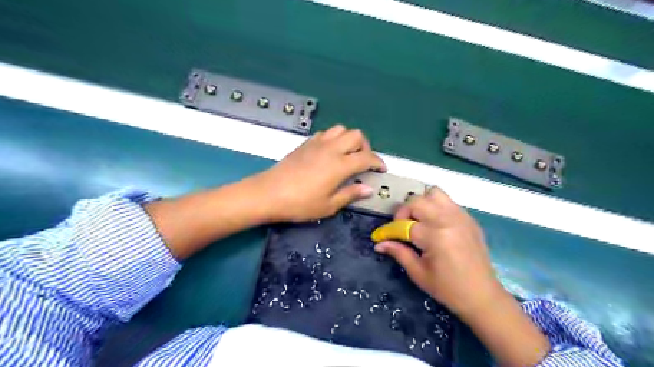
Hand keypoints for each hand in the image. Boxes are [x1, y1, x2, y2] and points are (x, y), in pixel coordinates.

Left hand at [256, 126, 387, 222]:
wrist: (268, 193)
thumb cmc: (300, 203)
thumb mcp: (329, 205)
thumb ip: (350, 194)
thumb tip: (368, 189)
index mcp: (340, 165)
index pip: (366, 157)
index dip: (378, 162)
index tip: (381, 169)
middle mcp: (331, 149)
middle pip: (356, 135)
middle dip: (366, 146)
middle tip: (365, 162)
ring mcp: (317, 143)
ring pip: (341, 129)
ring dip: (350, 139)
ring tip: (348, 154)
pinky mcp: (306, 143)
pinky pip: (326, 133)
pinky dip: (334, 138)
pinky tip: (330, 152)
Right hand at [376, 188, 552, 365]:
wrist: (483, 296)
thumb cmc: (448, 289)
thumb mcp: (418, 273)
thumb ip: (398, 252)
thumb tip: (379, 244)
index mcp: (435, 236)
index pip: (404, 225)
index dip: (388, 230)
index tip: (379, 237)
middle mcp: (448, 219)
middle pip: (417, 201)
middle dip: (404, 213)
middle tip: (402, 228)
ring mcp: (461, 216)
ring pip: (434, 193)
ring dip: (422, 204)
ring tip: (419, 221)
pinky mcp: (469, 218)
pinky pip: (448, 201)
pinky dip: (436, 207)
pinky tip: (435, 225)